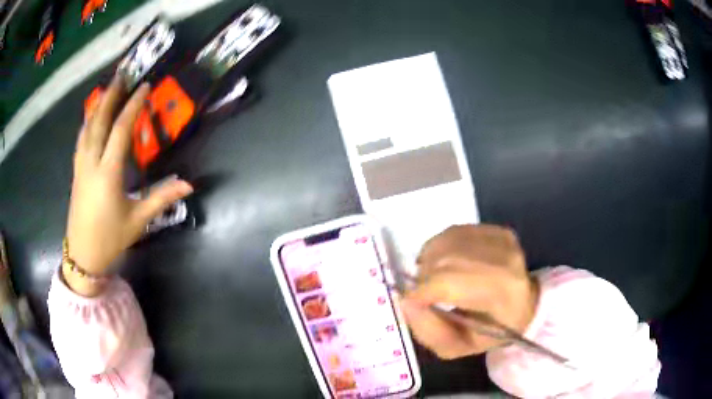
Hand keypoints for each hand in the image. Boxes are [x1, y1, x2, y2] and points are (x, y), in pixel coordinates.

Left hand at [65, 75, 192, 295]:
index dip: (133, 106)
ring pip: (87, 128)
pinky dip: (87, 123)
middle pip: (100, 121)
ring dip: (97, 106)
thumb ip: (161, 198)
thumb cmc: (110, 239)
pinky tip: (90, 118)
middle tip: (121, 75)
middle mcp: (92, 163)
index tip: (144, 87)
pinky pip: (81, 140)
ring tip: (106, 89)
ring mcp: (81, 166)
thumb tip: (188, 185)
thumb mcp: (137, 220)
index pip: (121, 129)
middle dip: (111, 96)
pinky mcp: (76, 172)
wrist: (83, 256)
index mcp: (108, 172)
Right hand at [400, 225, 538, 358]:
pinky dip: (441, 249)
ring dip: (430, 262)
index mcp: (502, 293)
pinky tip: (449, 265)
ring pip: (446, 241)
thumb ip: (429, 331)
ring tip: (437, 280)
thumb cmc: (494, 331)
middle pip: (445, 258)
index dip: (422, 291)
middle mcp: (505, 258)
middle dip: (424, 277)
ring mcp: (502, 239)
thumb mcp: (459, 347)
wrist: (526, 304)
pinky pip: (453, 233)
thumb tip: (406, 300)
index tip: (411, 302)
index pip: (450, 281)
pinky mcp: (497, 229)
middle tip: (424, 294)